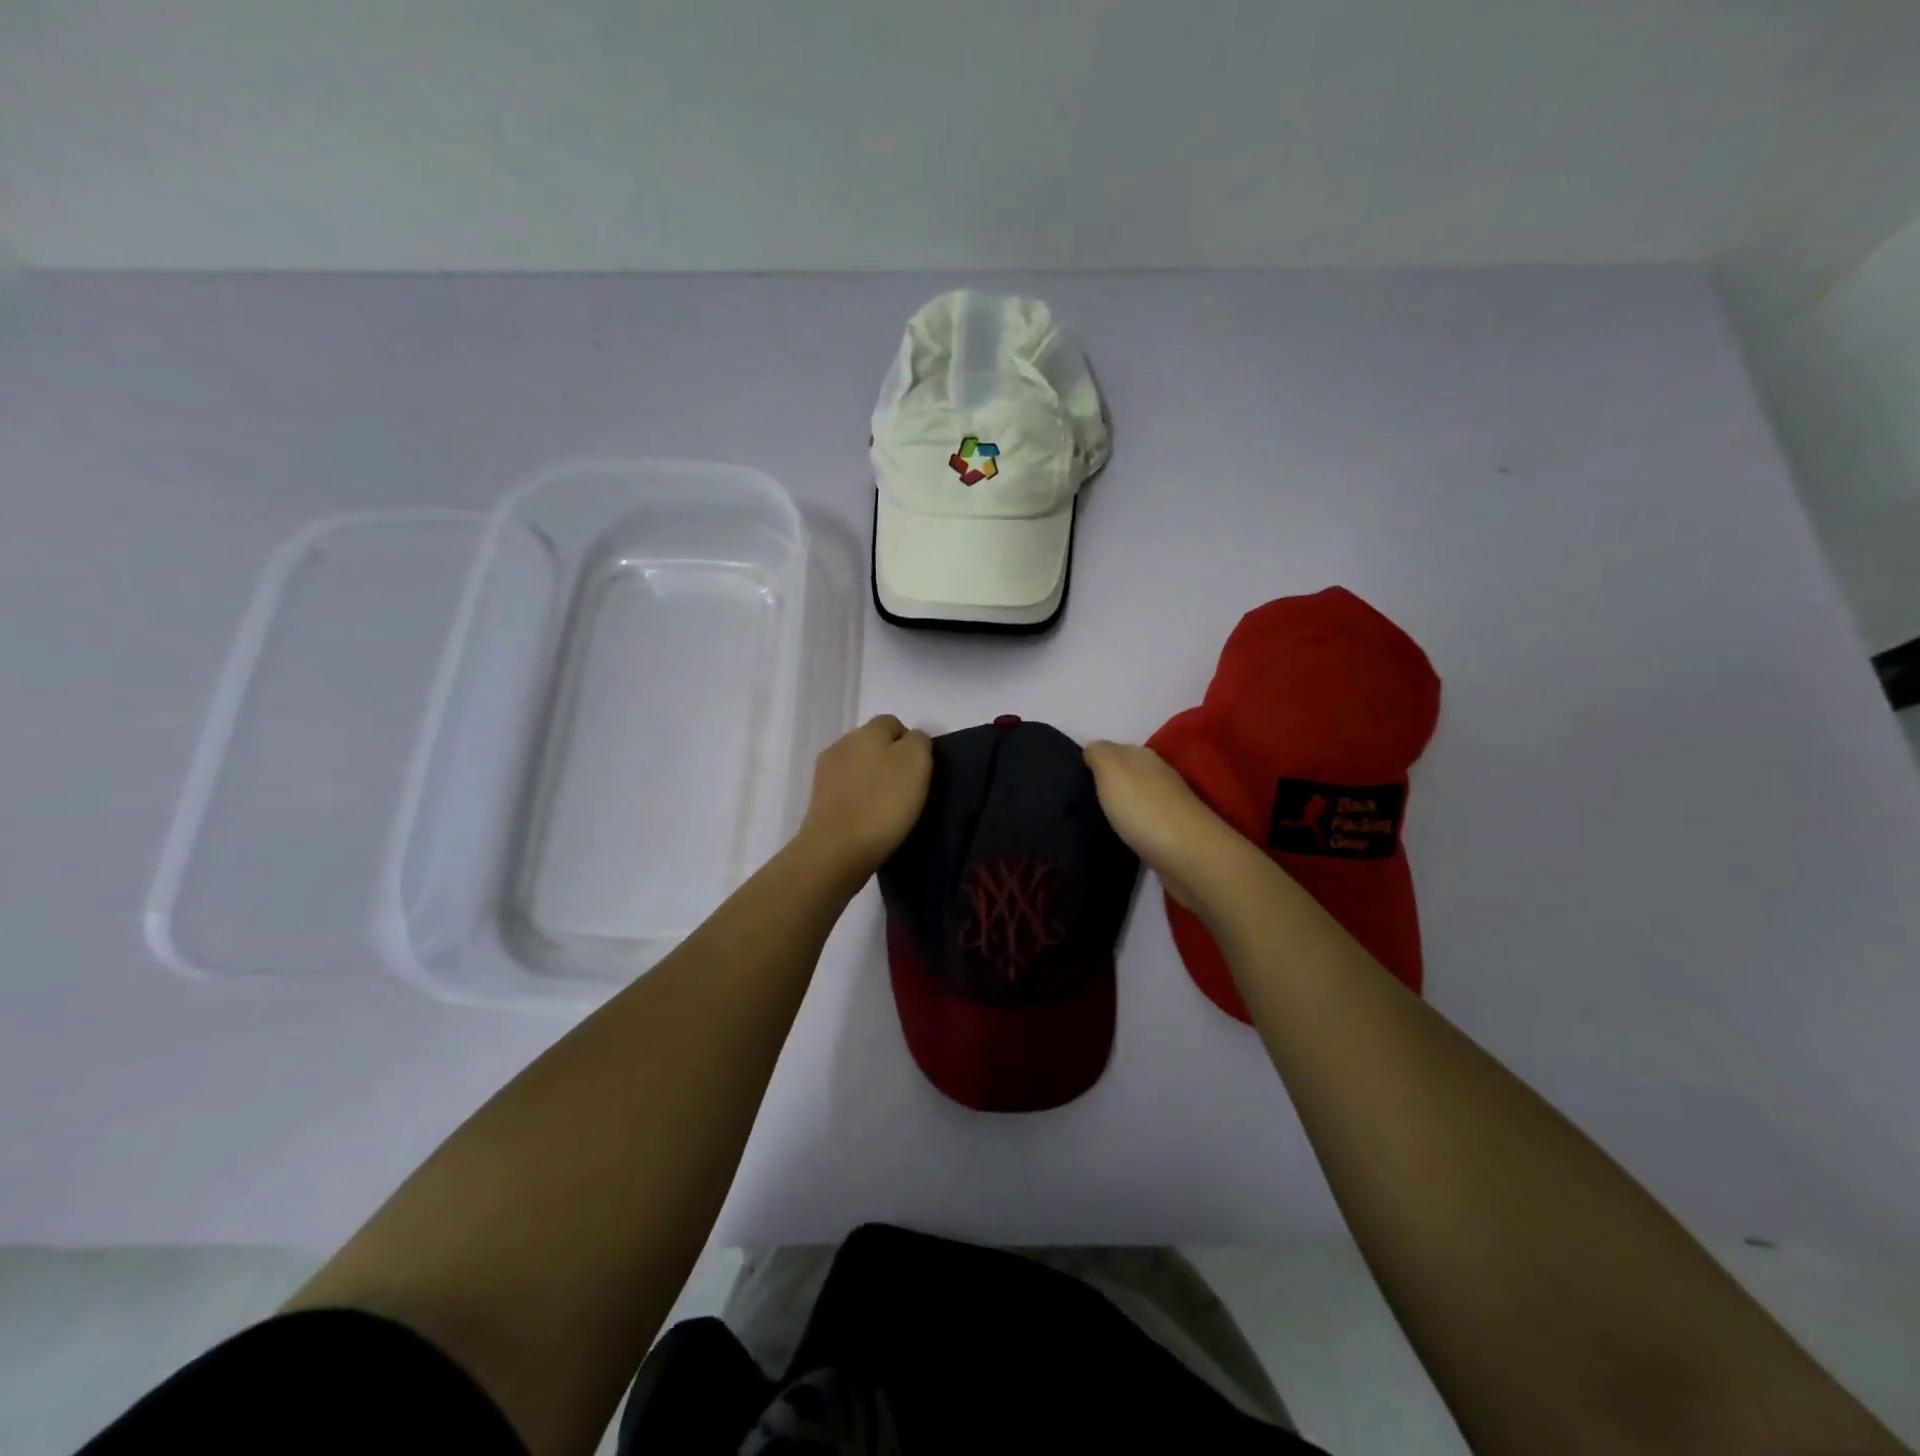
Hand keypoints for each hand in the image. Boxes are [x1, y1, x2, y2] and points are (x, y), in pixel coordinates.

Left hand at [795, 715, 932, 885]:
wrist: (837, 849)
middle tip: (907, 789)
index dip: (910, 741)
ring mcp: (825, 773)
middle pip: (872, 744)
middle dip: (889, 759)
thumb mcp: (916, 762)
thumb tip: (911, 740)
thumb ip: (918, 741)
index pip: (892, 722)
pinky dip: (858, 799)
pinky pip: (846, 791)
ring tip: (887, 807)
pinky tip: (868, 818)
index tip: (921, 770)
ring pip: (857, 767)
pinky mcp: (818, 800)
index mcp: (867, 731)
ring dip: (872, 780)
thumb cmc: (883, 802)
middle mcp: (842, 744)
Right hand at [1083, 740, 1247, 909]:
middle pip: (1124, 774)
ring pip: (1133, 799)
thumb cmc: (1143, 808)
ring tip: (1092, 820)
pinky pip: (1141, 823)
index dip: (1092, 761)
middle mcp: (1157, 775)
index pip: (1112, 750)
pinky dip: (1129, 827)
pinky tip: (1116, 836)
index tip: (1070, 779)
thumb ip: (1098, 753)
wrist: (1187, 855)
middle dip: (1104, 785)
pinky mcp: (1170, 834)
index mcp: (1143, 756)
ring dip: (1117, 807)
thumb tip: (1091, 749)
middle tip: (1076, 802)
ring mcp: (1167, 805)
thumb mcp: (1111, 769)